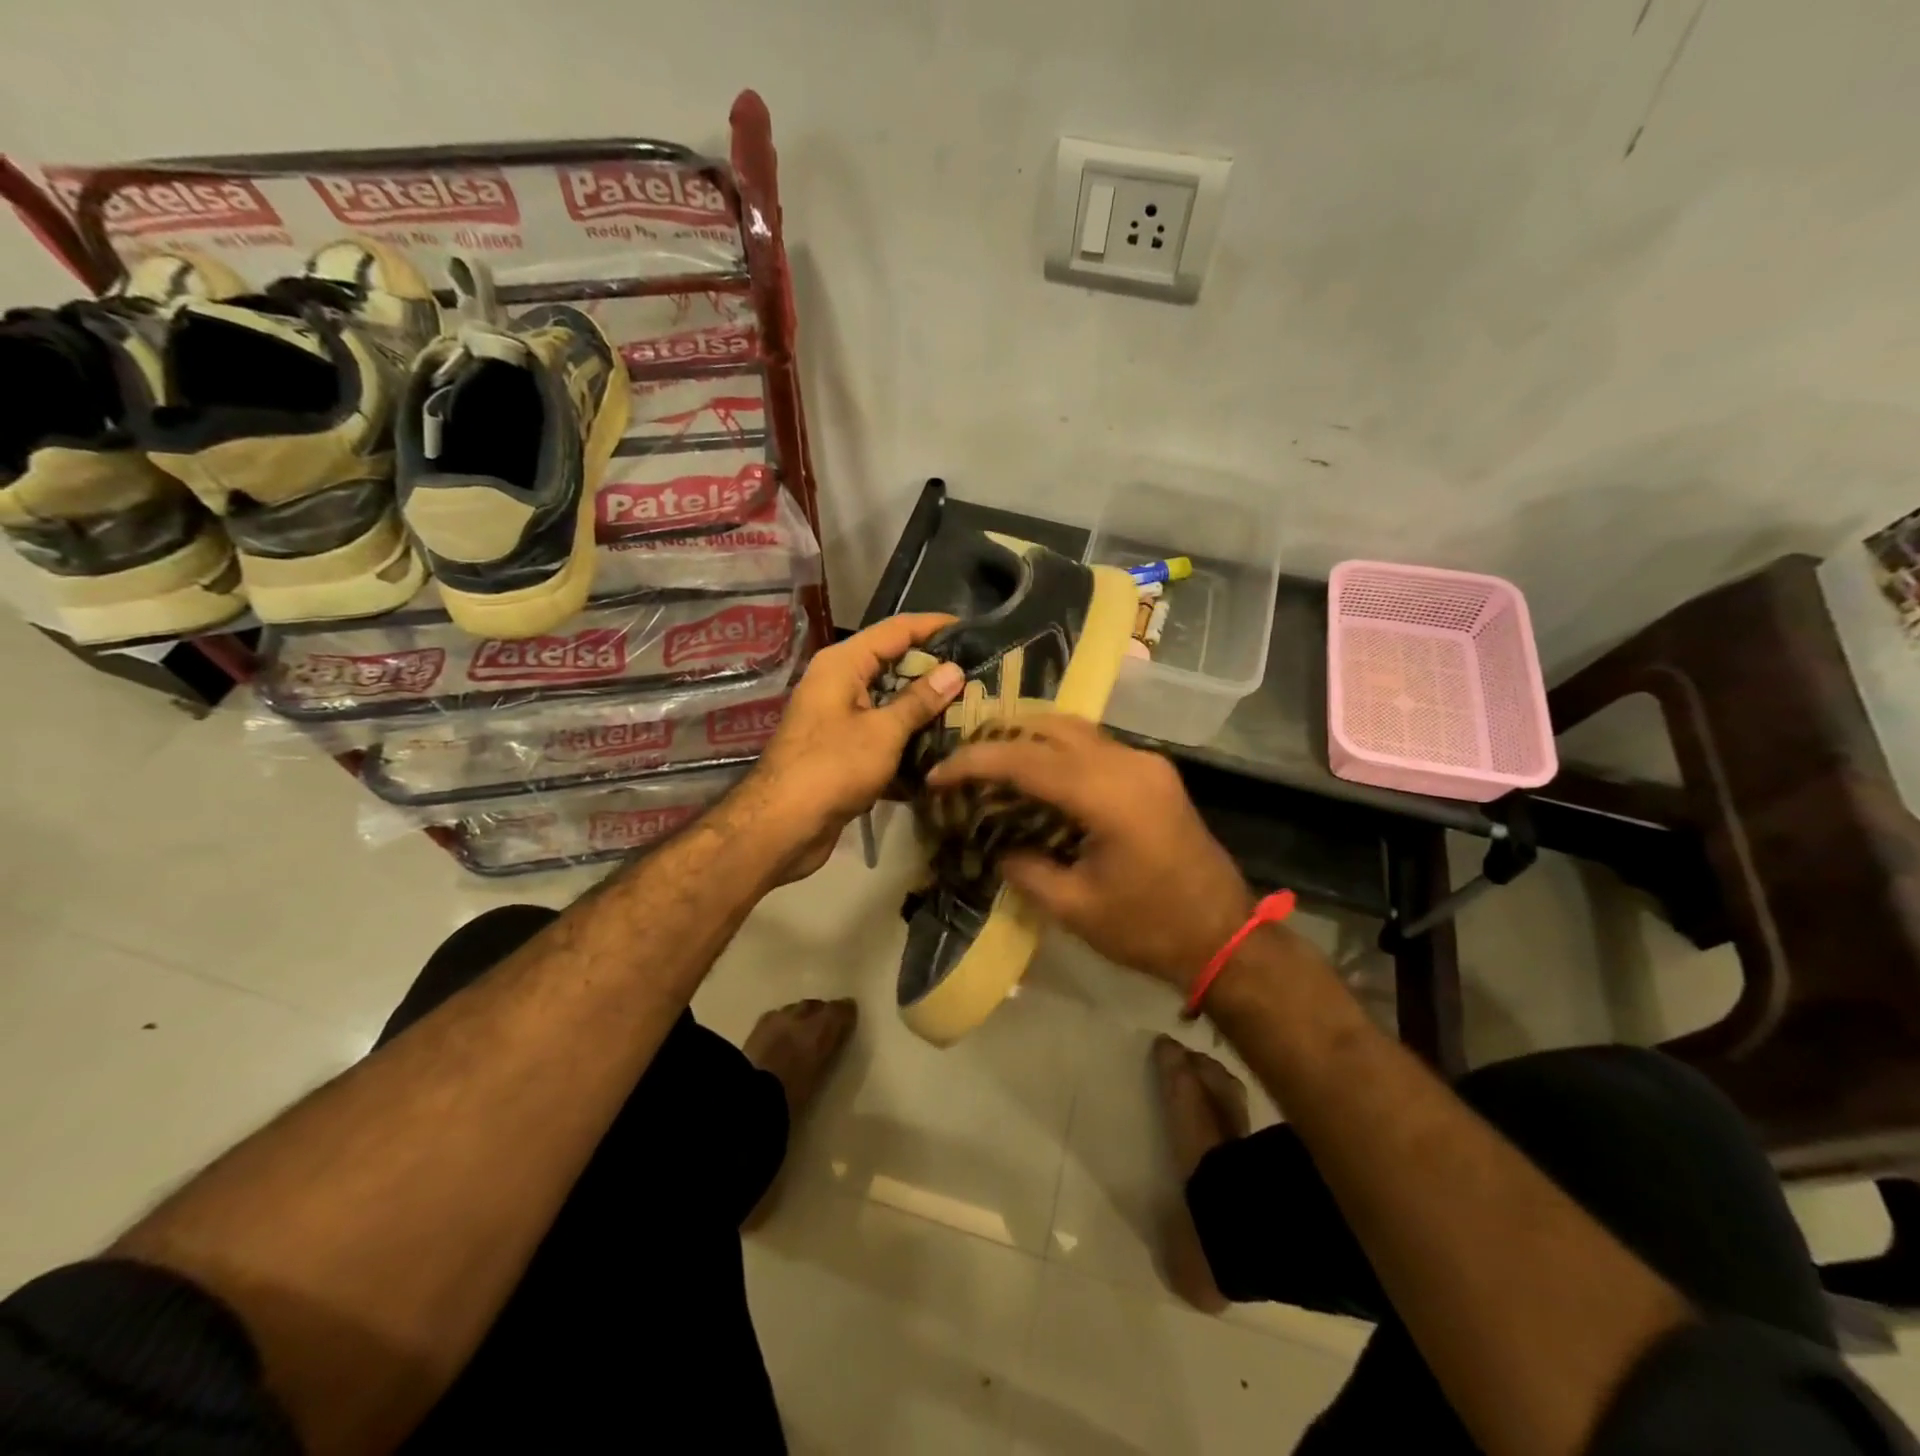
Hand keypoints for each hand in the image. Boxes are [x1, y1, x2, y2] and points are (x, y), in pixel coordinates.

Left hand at [743, 613, 964, 880]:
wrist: (782, 826)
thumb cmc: (833, 767)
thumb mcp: (883, 731)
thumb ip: (919, 700)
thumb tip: (954, 670)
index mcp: (843, 664)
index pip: (896, 629)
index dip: (933, 626)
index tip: (972, 630)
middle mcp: (837, 682)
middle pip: (892, 664)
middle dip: (933, 670)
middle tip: (979, 675)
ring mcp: (837, 716)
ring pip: (888, 701)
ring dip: (923, 707)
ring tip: (969, 708)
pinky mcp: (841, 749)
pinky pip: (880, 731)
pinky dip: (906, 736)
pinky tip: (940, 747)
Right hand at [926, 716, 1253, 986]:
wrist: (1224, 936)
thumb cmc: (1148, 928)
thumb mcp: (1074, 907)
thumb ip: (1025, 867)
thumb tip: (996, 843)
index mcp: (1108, 794)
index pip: (1025, 759)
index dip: (974, 762)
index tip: (938, 774)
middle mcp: (1128, 762)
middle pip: (1049, 727)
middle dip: (999, 738)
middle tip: (962, 764)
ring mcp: (1146, 762)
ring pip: (1074, 729)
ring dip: (1029, 739)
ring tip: (991, 764)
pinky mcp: (1154, 772)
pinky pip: (1094, 745)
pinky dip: (1057, 751)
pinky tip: (1036, 774)